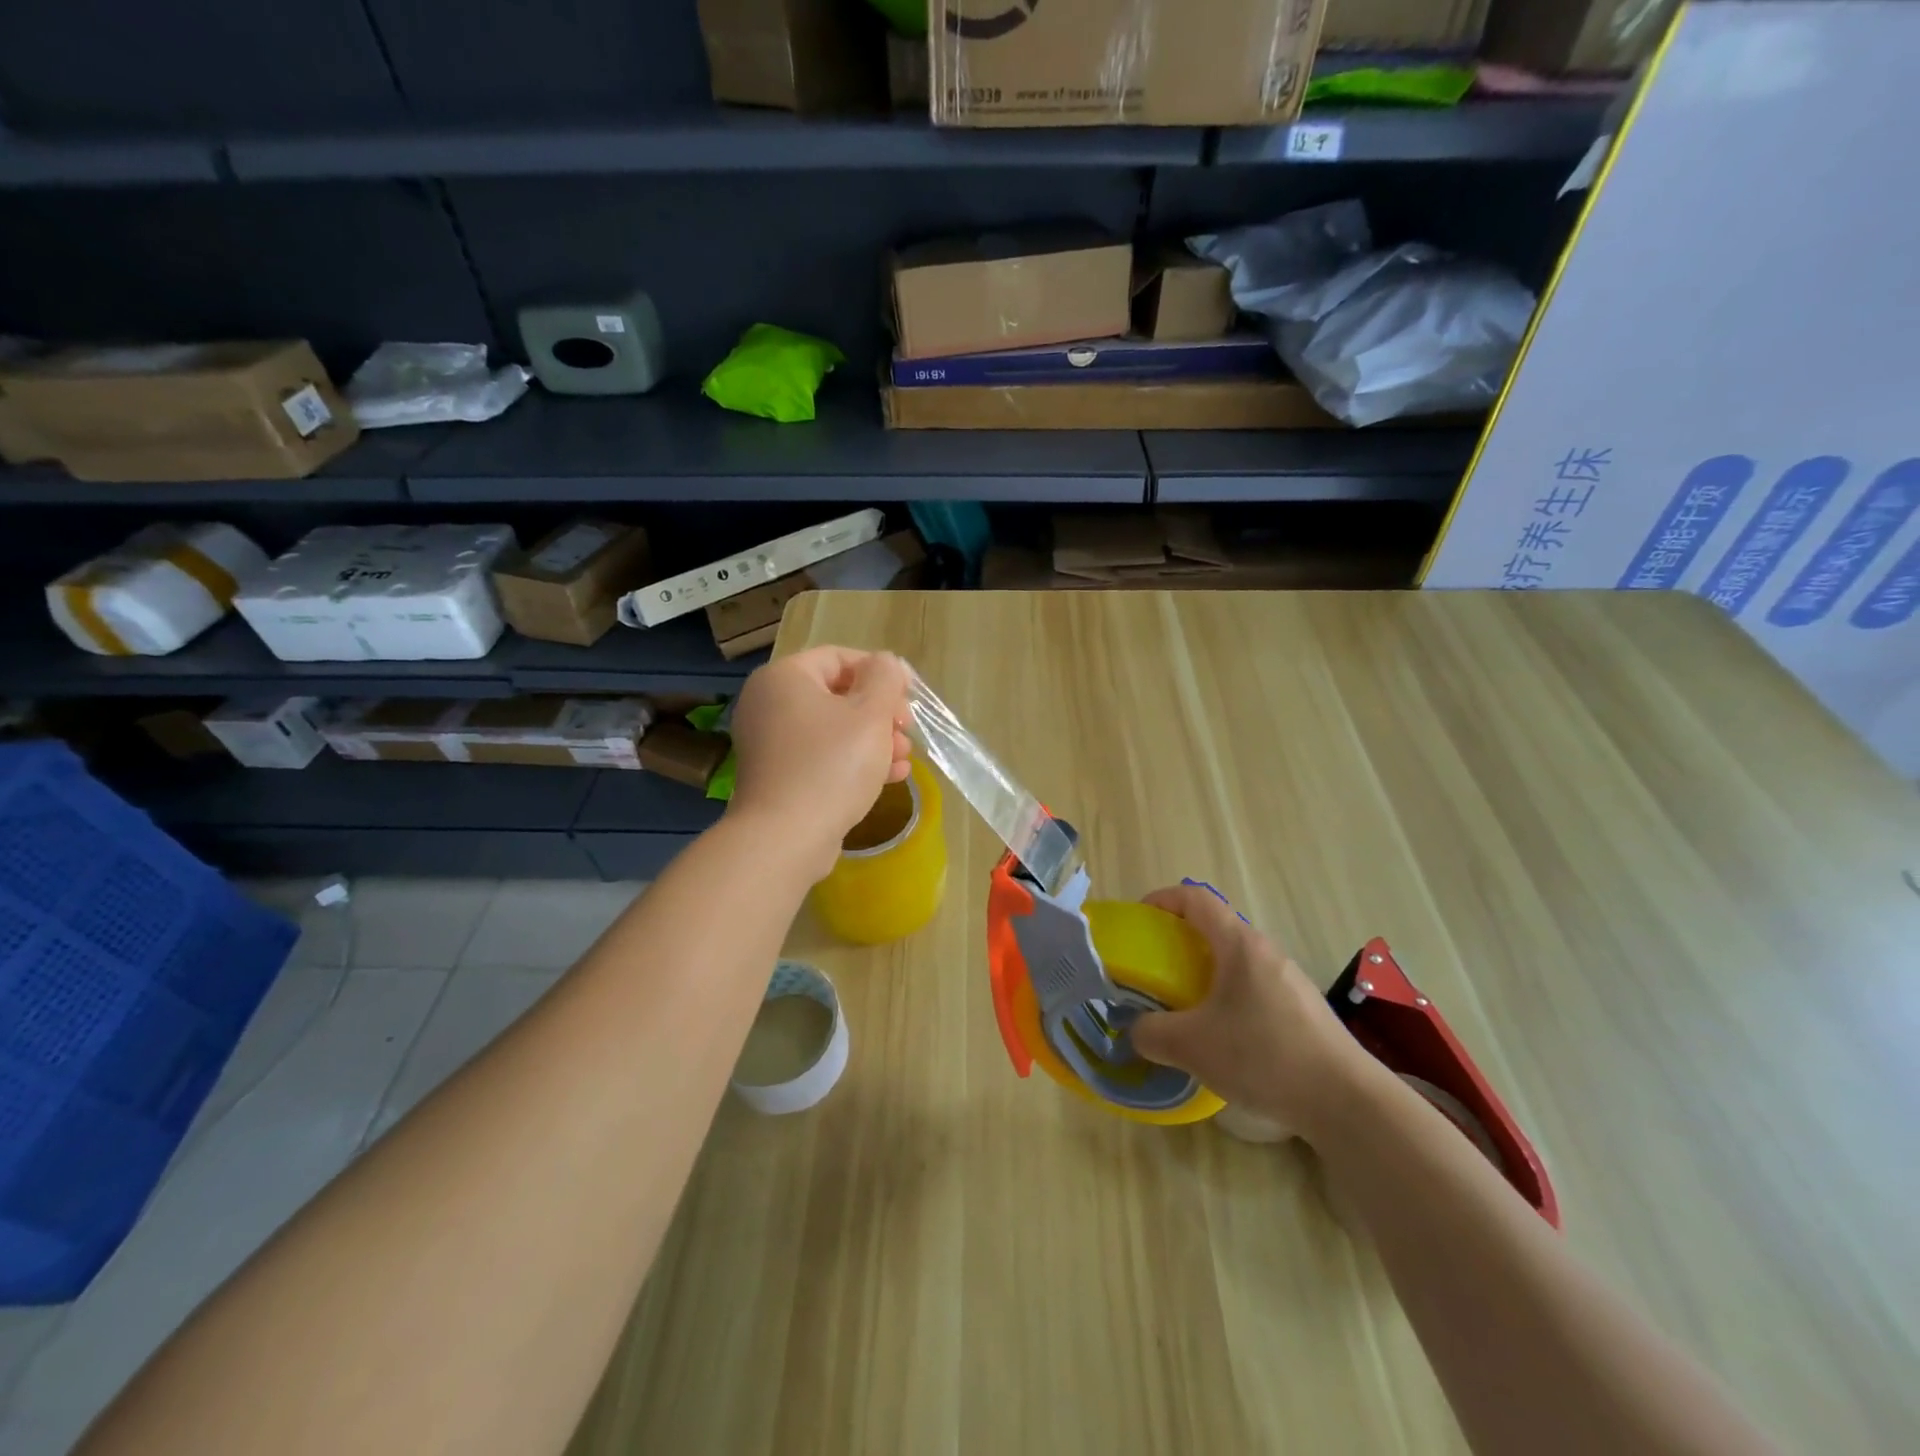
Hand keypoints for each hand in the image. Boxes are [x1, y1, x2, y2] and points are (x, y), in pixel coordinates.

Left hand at [727, 646, 911, 880]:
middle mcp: (769, 704)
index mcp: (785, 678)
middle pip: (837, 694)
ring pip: (833, 730)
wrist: (786, 838)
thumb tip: (886, 663)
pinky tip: (889, 777)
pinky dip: (853, 762)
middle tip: (907, 731)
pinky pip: (821, 757)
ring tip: (904, 759)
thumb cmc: (831, 766)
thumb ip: (884, 678)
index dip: (881, 672)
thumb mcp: (870, 714)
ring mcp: (770, 743)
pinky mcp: (778, 777)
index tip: (910, 695)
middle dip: (880, 712)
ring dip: (874, 740)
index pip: (839, 658)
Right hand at [1130, 883, 1372, 1142]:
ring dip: (1204, 974)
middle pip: (1215, 929)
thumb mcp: (1193, 1047)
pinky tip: (1223, 1039)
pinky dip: (1228, 998)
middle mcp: (1266, 952)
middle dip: (1179, 943)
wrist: (1347, 1101)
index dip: (1162, 899)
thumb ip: (1152, 1034)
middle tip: (1154, 971)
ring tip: (1184, 1008)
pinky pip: (1254, 988)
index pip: (1195, 899)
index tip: (1139, 919)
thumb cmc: (1264, 1056)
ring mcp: (1289, 980)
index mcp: (1239, 945)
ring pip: (1235, 962)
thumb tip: (1136, 1030)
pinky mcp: (1303, 1010)